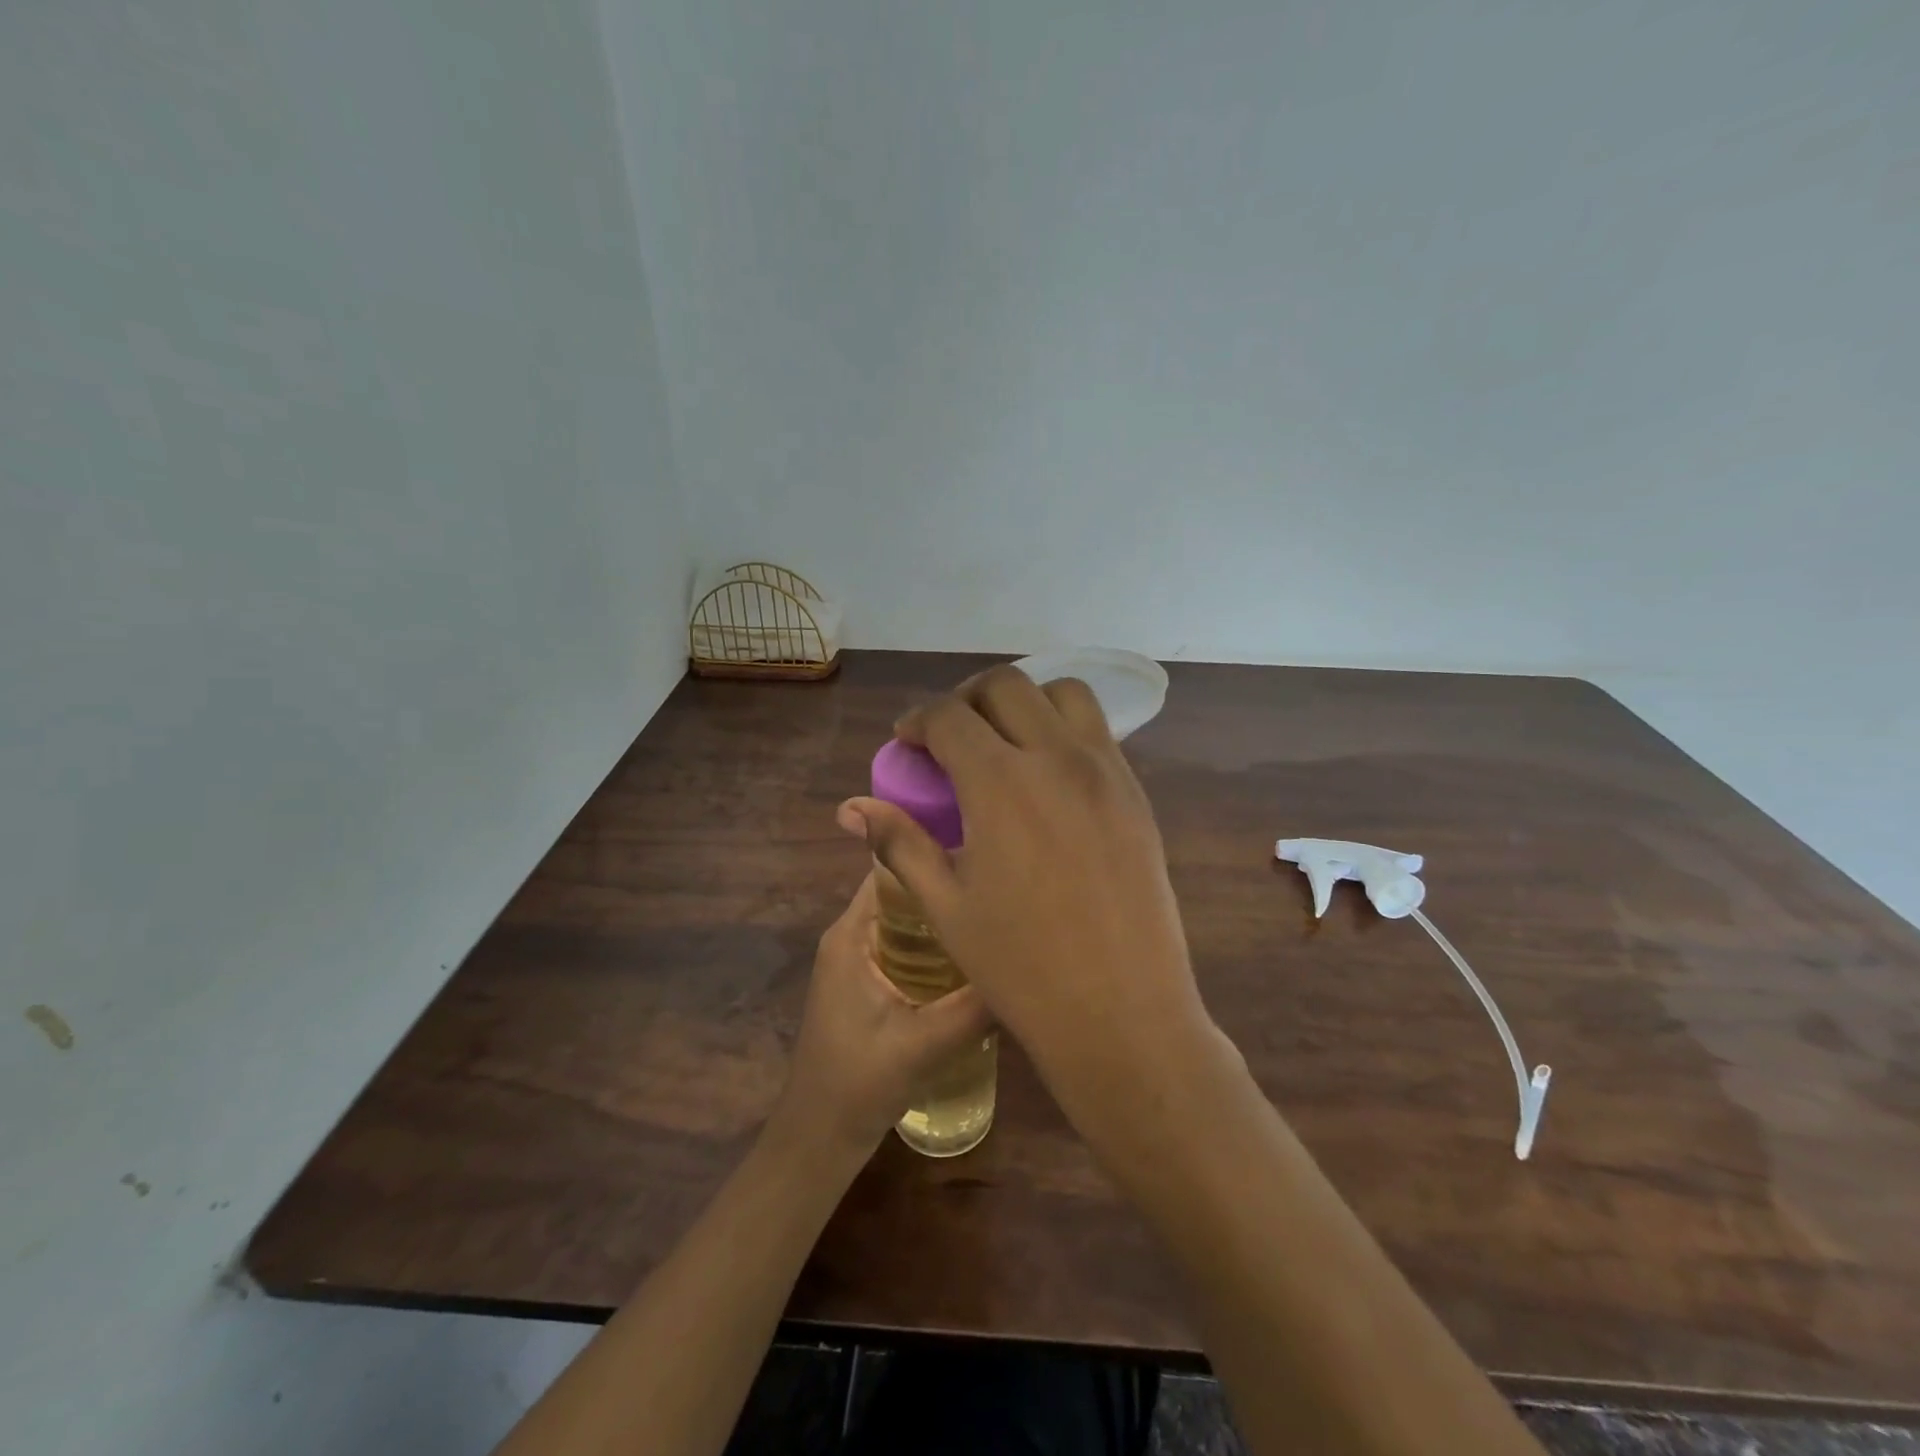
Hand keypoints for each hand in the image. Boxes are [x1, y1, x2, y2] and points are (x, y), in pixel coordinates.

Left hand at [771, 873, 994, 1155]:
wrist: (819, 1139)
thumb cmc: (857, 1084)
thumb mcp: (922, 1045)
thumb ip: (974, 1008)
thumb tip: (1031, 967)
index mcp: (852, 934)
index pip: (890, 870)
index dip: (930, 854)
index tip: (979, 852)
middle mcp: (852, 937)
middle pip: (903, 894)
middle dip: (947, 887)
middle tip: (1001, 887)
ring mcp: (859, 962)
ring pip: (908, 923)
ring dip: (945, 918)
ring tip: (998, 914)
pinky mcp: (869, 985)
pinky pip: (908, 949)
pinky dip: (938, 947)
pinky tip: (977, 957)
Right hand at [835, 665, 1212, 1106]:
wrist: (1123, 1011)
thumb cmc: (1022, 967)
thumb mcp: (946, 906)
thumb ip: (900, 843)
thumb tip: (852, 809)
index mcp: (1001, 783)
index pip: (949, 716)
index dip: (918, 720)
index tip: (908, 741)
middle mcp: (1056, 758)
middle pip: (1006, 686)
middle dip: (966, 698)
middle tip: (950, 737)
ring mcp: (1105, 770)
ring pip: (1062, 693)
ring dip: (1023, 702)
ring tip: (1003, 741)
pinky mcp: (1136, 792)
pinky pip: (1096, 732)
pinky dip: (1062, 728)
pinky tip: (1047, 777)